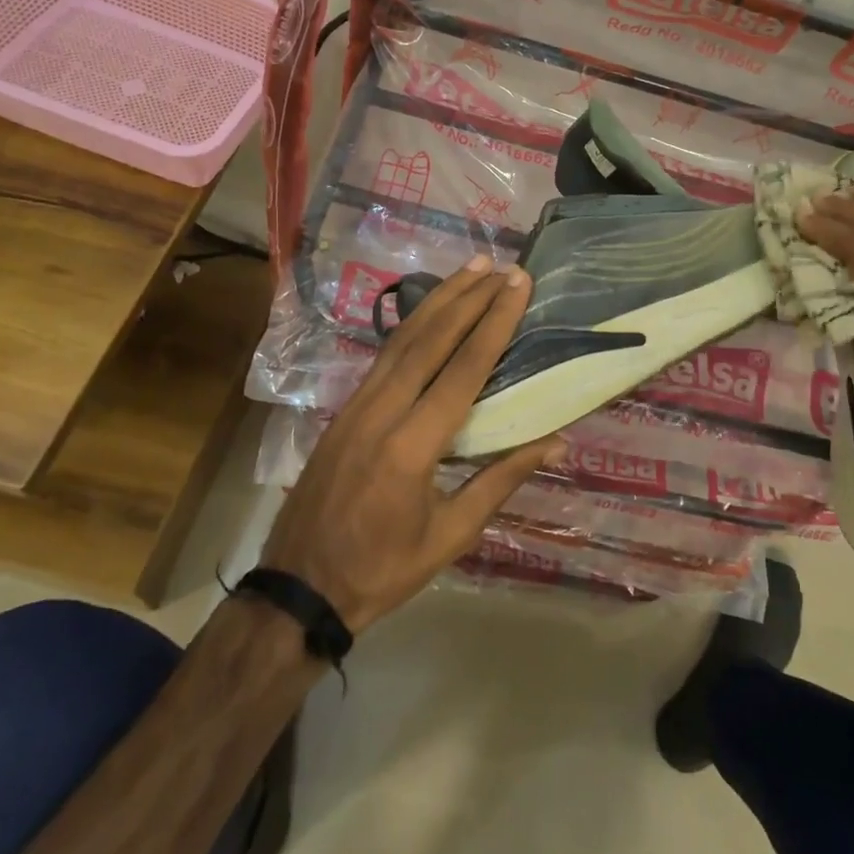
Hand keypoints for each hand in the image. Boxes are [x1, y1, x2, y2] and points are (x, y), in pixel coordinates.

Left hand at [261, 256, 560, 632]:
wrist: (298, 587)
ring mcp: (356, 405)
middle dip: (469, 297)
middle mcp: (382, 411)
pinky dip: (413, 324)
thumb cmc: (383, 569)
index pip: (463, 368)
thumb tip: (556, 440)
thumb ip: (501, 479)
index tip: (517, 286)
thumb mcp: (451, 535)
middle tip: (500, 266)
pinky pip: (385, 355)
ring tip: (471, 269)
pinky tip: (432, 310)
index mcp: (413, 446)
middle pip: (431, 339)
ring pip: (403, 339)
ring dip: (440, 300)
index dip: (494, 322)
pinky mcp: (344, 408)